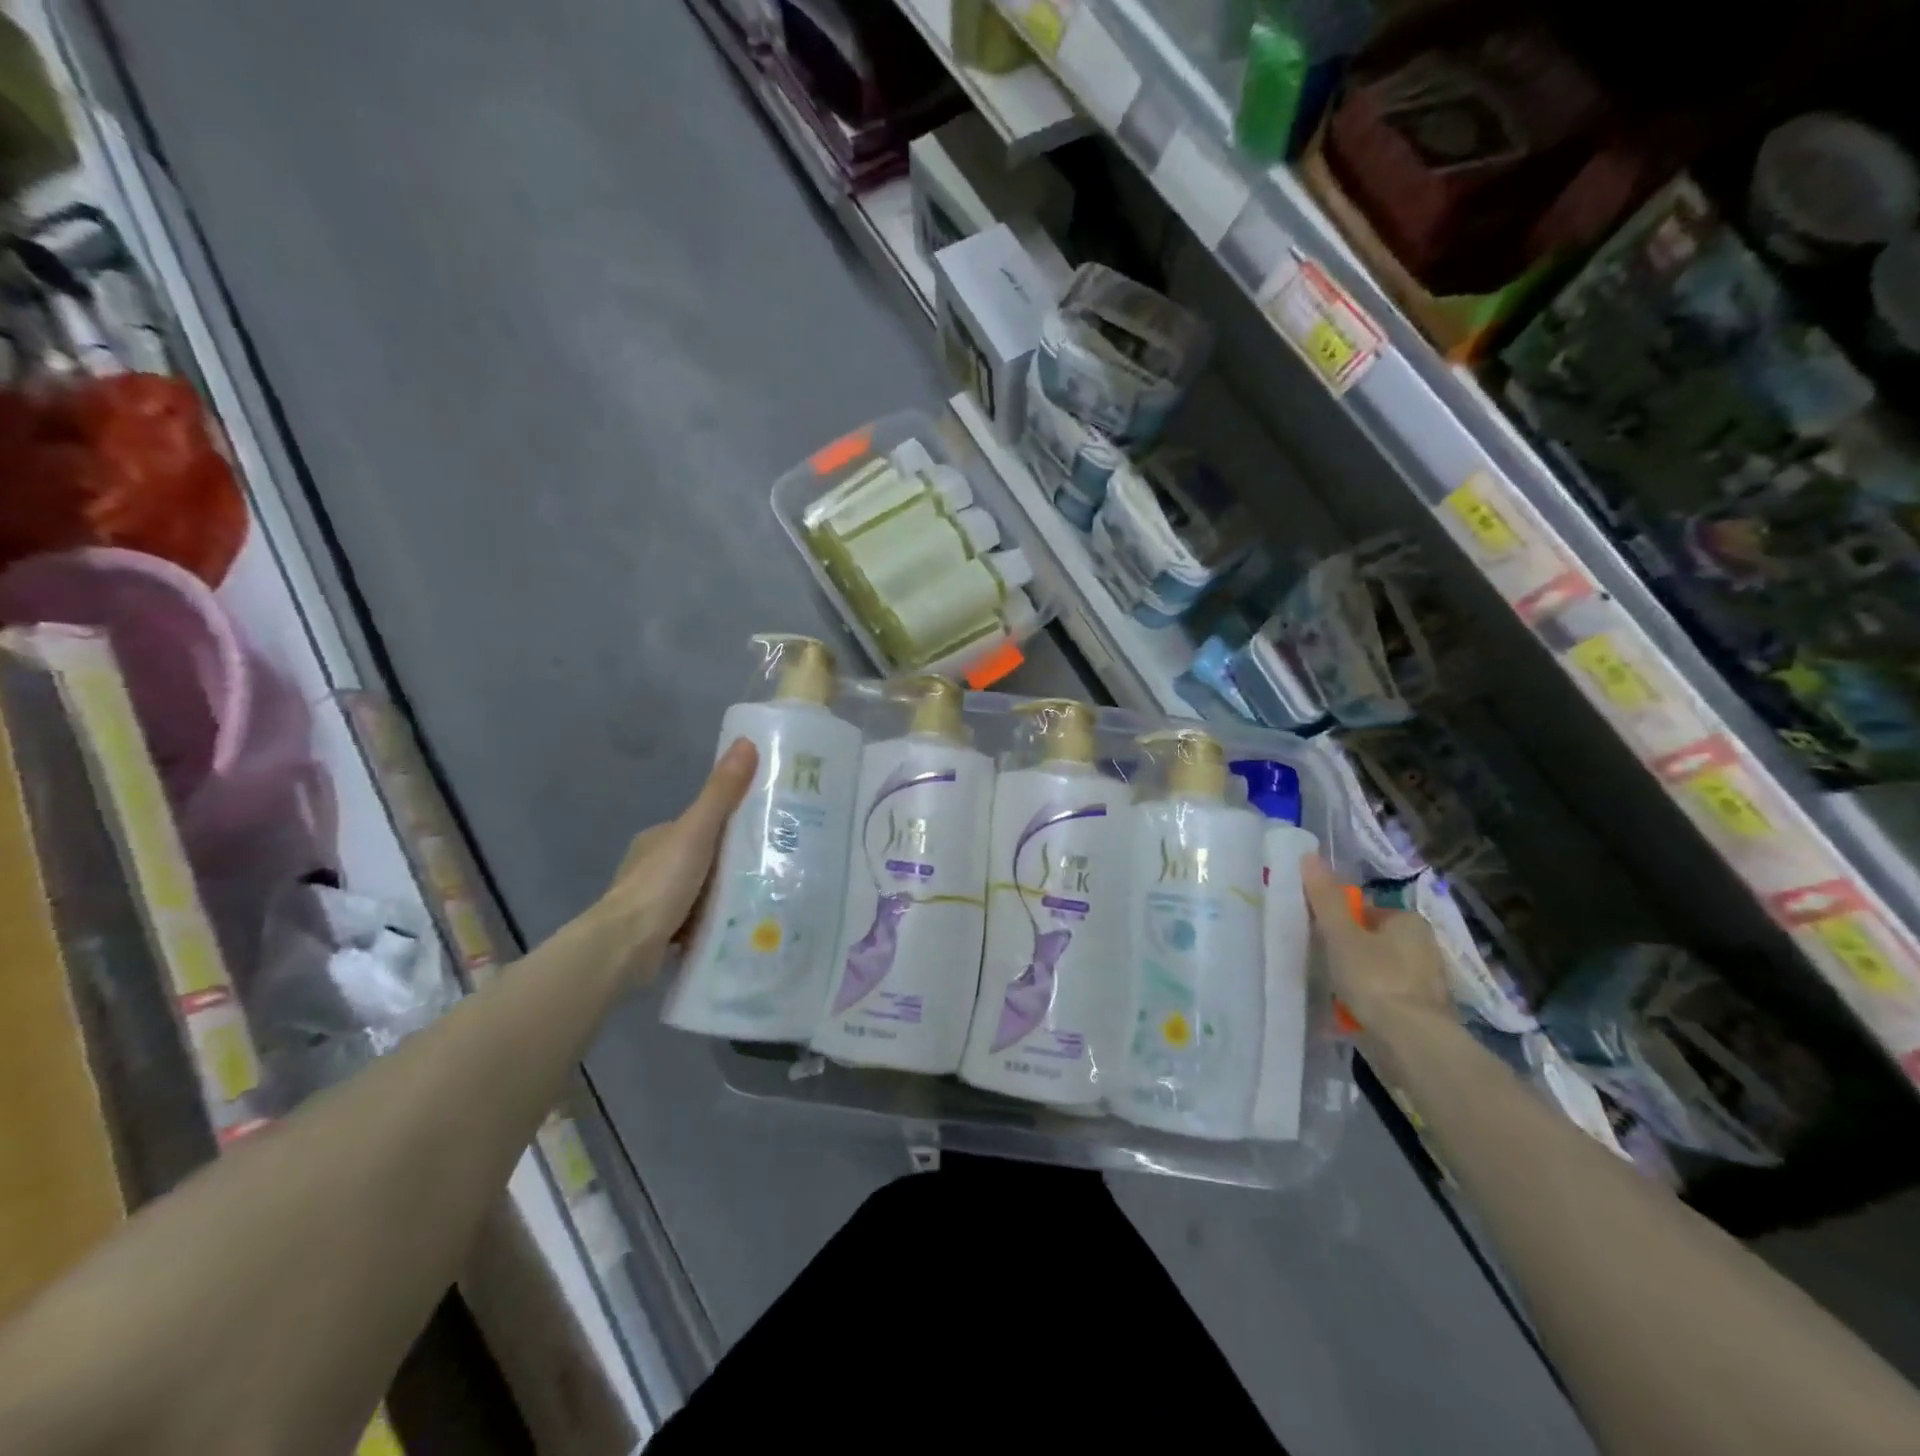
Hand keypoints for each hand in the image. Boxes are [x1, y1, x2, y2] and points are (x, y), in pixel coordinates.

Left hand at [594, 738, 758, 977]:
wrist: (624, 947)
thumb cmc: (661, 883)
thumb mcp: (697, 831)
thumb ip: (721, 793)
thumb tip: (746, 742)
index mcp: (657, 837)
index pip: (702, 823)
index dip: (730, 826)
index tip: (764, 832)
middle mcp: (653, 866)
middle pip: (703, 857)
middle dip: (731, 863)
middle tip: (771, 868)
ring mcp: (653, 901)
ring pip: (700, 890)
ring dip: (724, 895)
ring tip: (763, 898)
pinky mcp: (658, 933)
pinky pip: (695, 920)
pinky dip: (713, 922)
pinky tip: (738, 927)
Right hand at [1300, 854, 1450, 1032]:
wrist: (1413, 1043)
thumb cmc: (1375, 979)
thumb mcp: (1341, 934)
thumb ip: (1325, 898)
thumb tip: (1309, 855)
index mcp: (1409, 921)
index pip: (1366, 911)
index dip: (1339, 922)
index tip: (1320, 939)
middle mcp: (1426, 947)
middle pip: (1373, 941)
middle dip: (1349, 952)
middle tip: (1324, 966)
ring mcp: (1429, 983)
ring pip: (1381, 971)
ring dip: (1360, 980)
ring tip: (1336, 994)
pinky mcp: (1427, 1014)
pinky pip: (1389, 999)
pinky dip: (1372, 1004)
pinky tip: (1353, 1016)